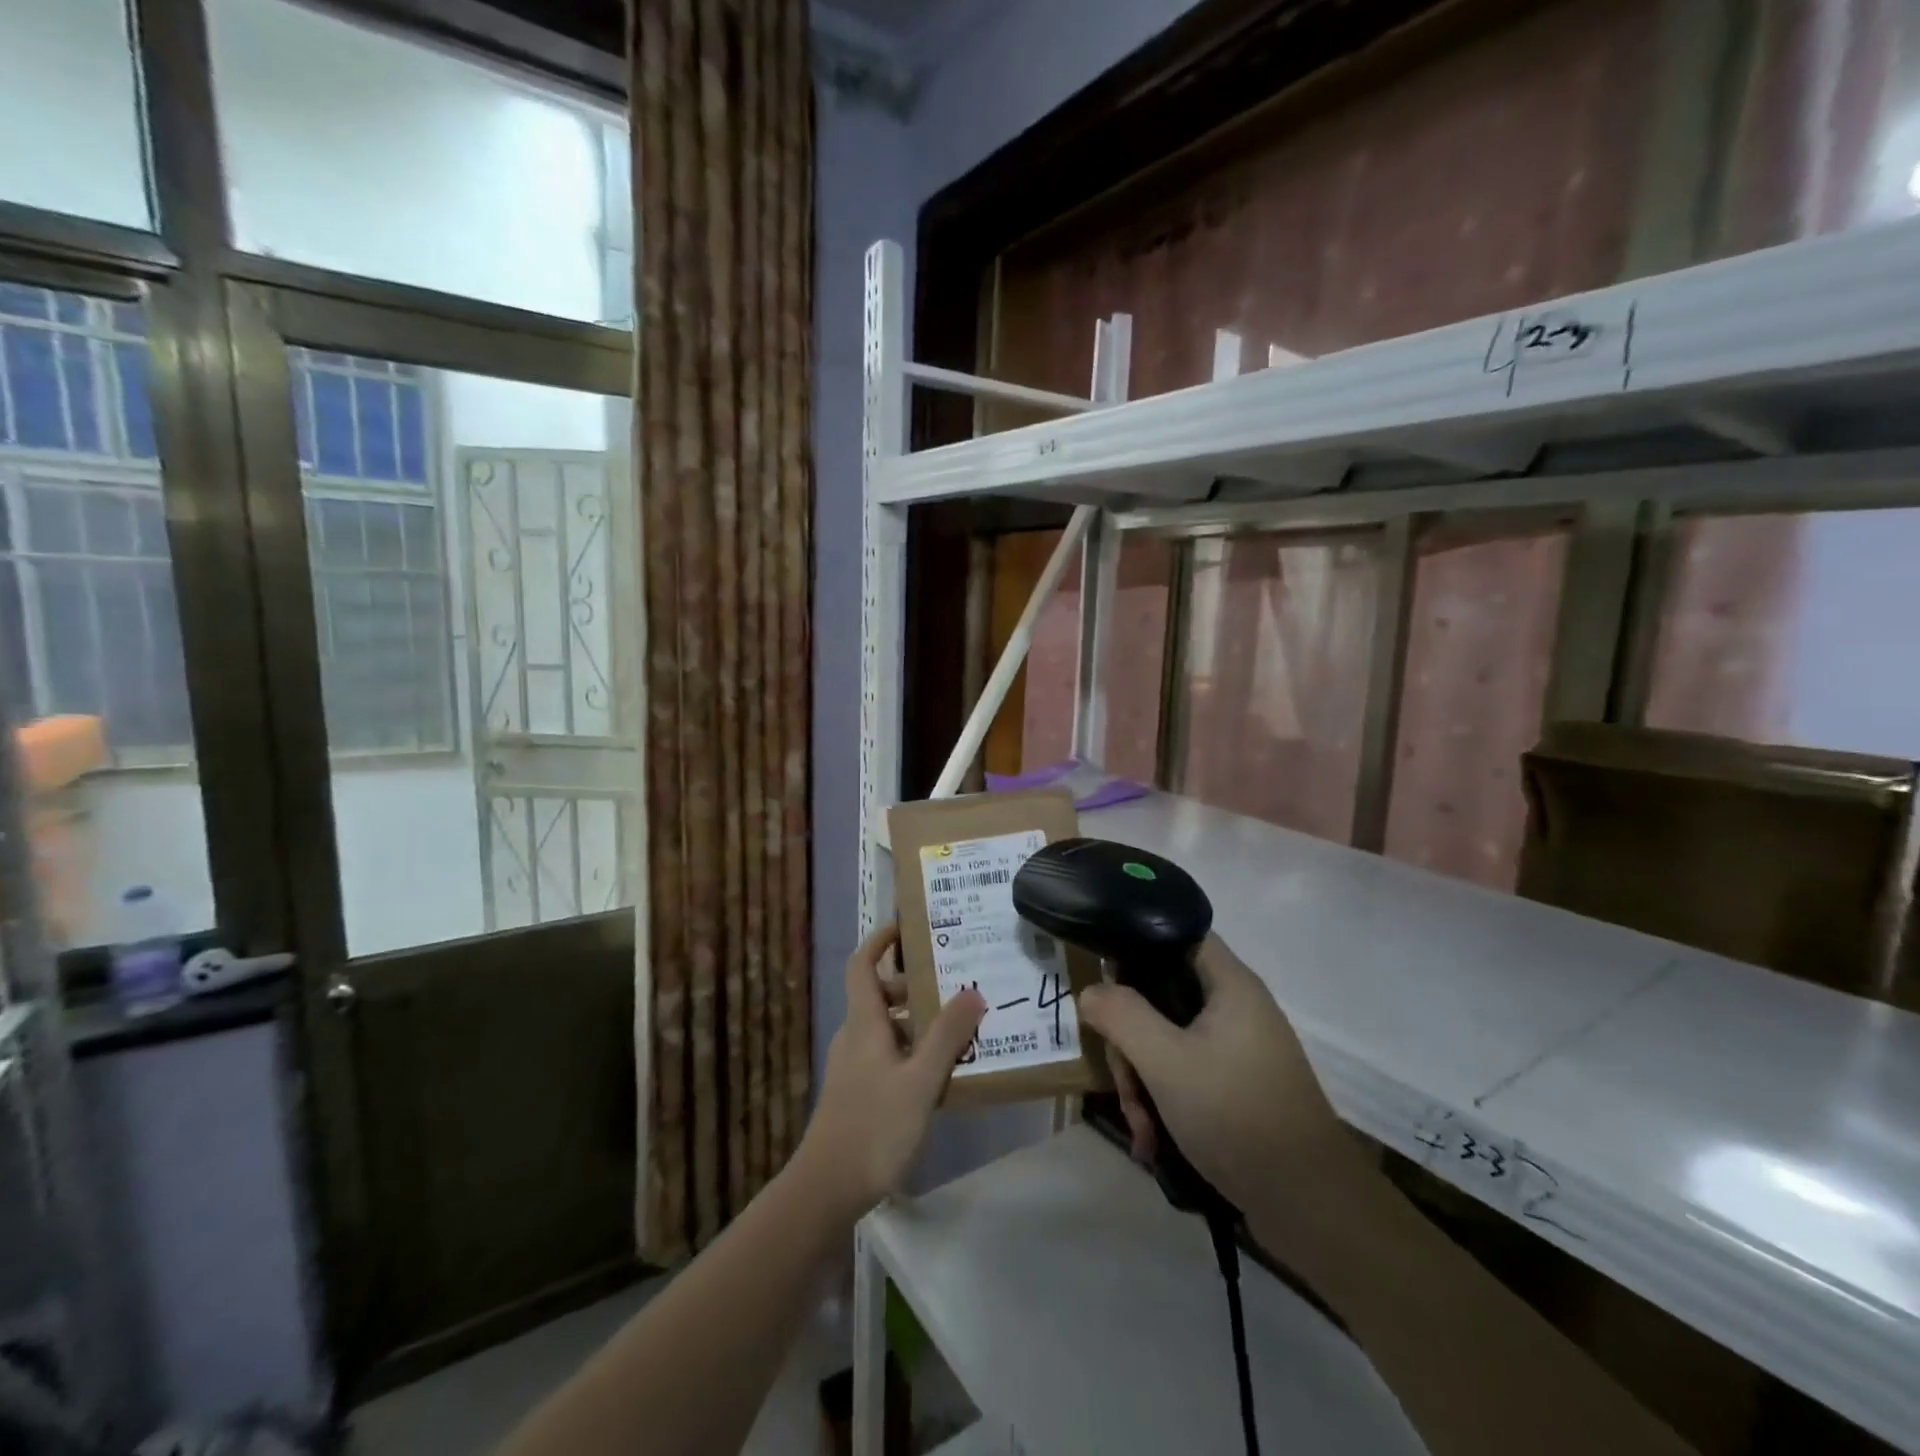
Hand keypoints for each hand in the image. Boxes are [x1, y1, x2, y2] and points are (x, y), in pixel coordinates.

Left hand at [796, 923, 985, 1220]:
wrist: (826, 1189)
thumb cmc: (874, 1127)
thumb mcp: (921, 1081)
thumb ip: (948, 1037)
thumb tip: (973, 991)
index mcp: (864, 1023)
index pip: (862, 964)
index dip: (880, 940)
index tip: (908, 926)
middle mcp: (855, 1037)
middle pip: (881, 995)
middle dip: (915, 985)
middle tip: (955, 982)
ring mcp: (855, 1067)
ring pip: (888, 1028)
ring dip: (919, 1022)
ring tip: (960, 1027)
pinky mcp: (859, 1093)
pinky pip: (889, 1055)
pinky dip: (913, 1051)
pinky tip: (942, 1073)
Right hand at [1076, 935, 1363, 1216]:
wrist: (1310, 1206)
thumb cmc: (1236, 1115)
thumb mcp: (1165, 1061)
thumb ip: (1122, 1016)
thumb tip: (1091, 991)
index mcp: (1230, 985)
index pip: (1178, 935)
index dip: (1138, 946)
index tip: (1105, 978)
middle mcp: (1237, 1008)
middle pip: (1163, 996)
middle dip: (1133, 1041)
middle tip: (1125, 1085)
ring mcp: (1239, 1049)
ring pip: (1169, 1040)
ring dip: (1144, 1080)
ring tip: (1141, 1130)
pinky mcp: (1239, 1085)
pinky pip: (1187, 1072)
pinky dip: (1165, 1099)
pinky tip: (1154, 1140)